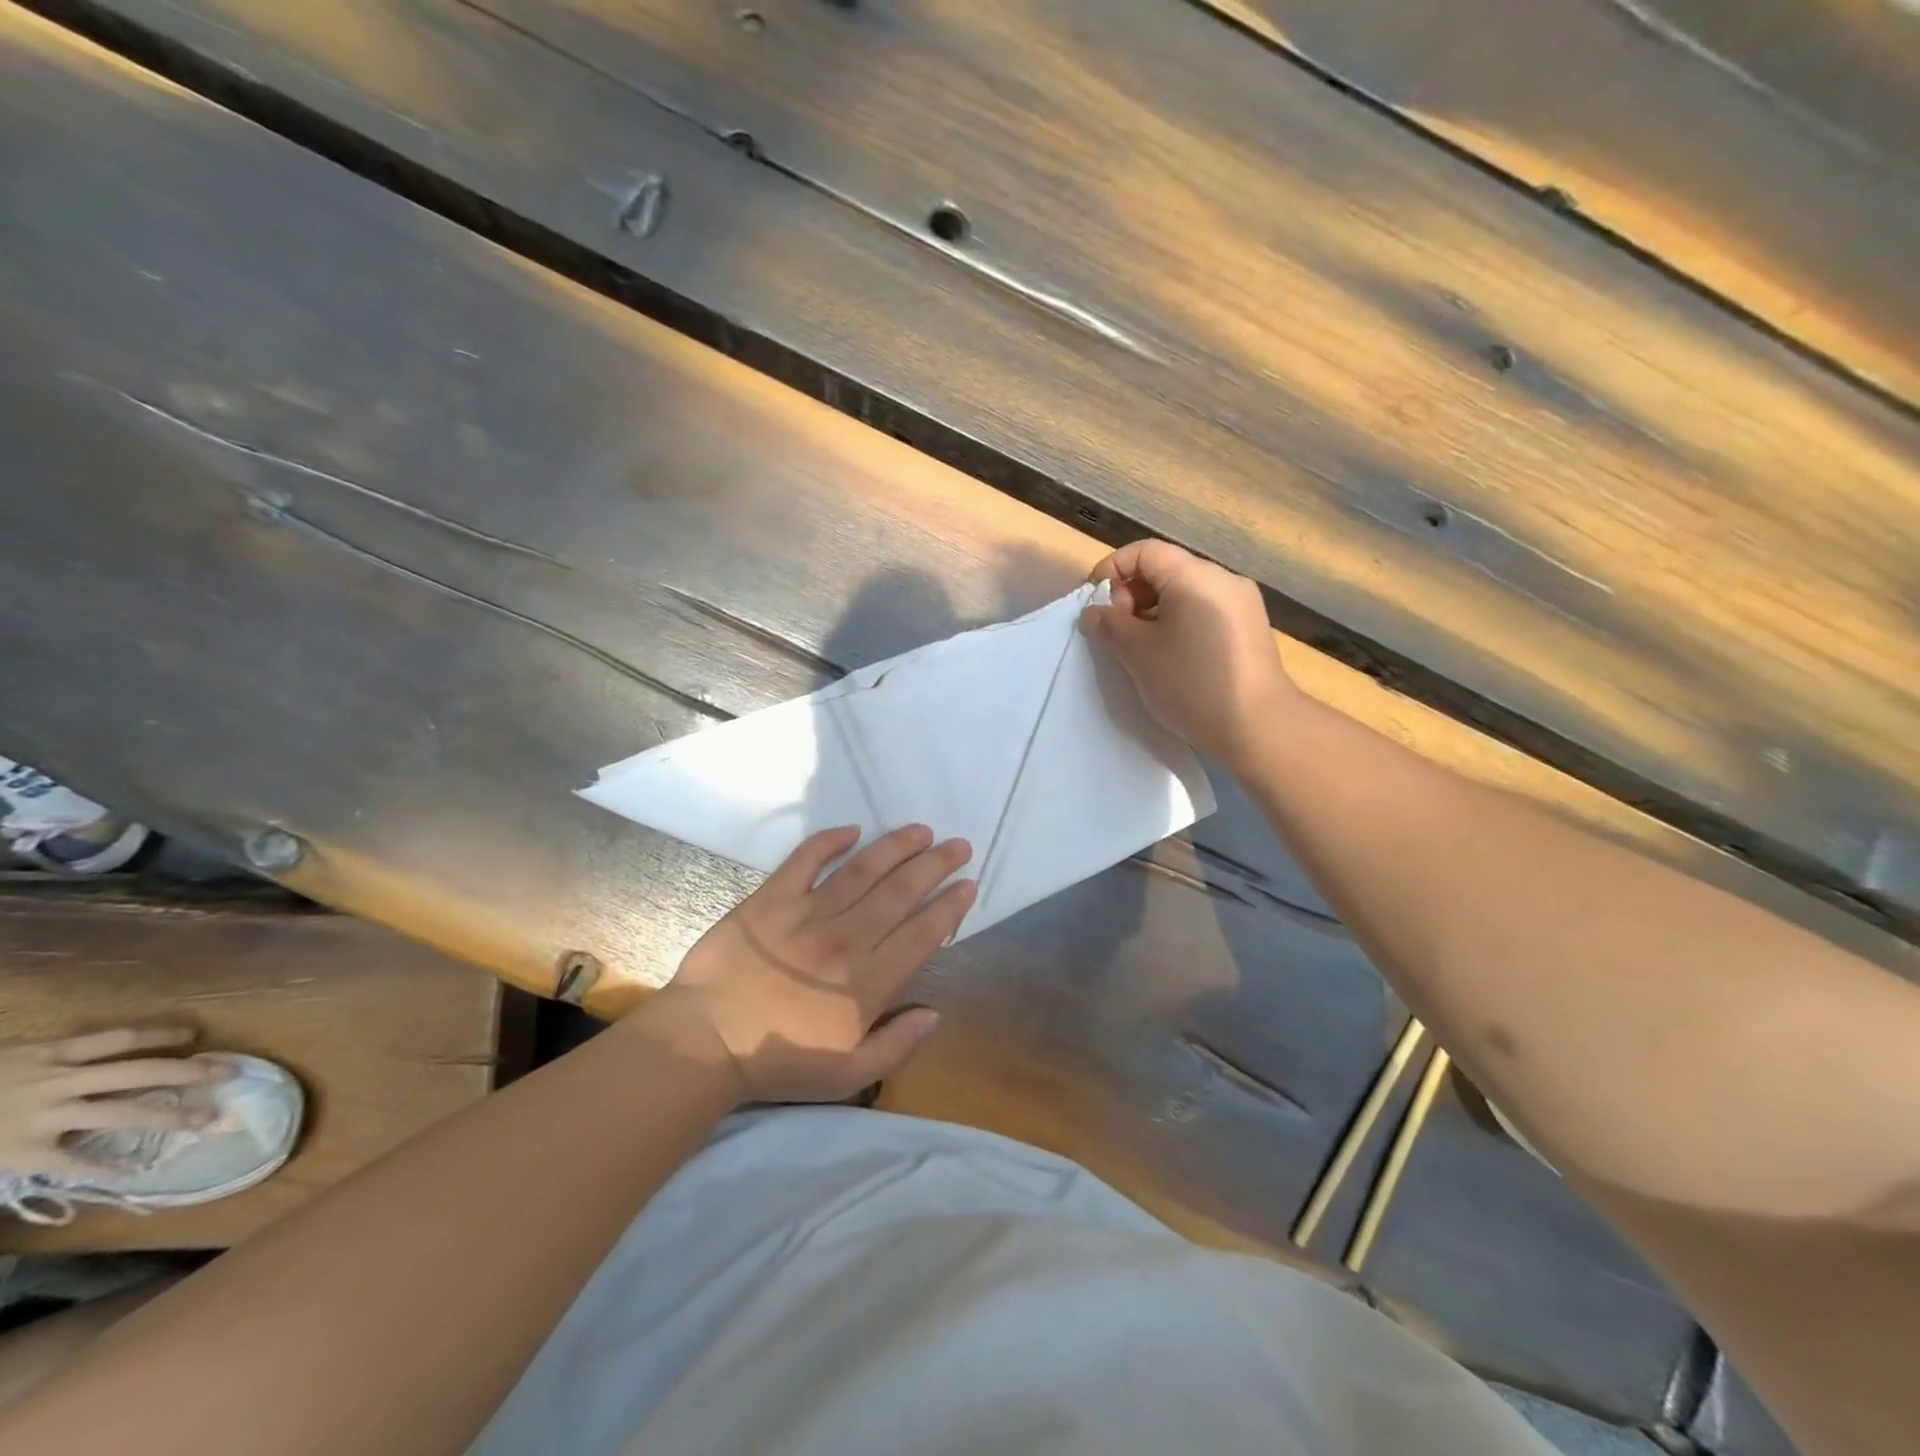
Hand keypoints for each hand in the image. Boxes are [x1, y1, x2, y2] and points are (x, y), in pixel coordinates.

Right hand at [0, 1028, 231, 1178]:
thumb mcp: (9, 1058)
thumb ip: (57, 1057)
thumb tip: (108, 1053)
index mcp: (53, 1053)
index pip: (122, 1038)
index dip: (163, 1035)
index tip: (197, 1037)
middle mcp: (57, 1080)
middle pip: (139, 1071)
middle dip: (189, 1072)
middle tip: (231, 1073)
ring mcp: (41, 1118)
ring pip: (121, 1113)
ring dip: (168, 1116)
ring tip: (208, 1119)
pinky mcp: (20, 1154)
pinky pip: (72, 1162)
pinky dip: (105, 1167)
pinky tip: (136, 1171)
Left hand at [657, 824, 973, 1103]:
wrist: (705, 1042)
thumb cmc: (779, 1060)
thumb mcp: (847, 1074)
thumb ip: (896, 1046)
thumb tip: (934, 1012)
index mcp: (867, 982)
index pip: (921, 934)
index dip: (949, 907)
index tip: (968, 885)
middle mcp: (845, 939)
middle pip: (900, 893)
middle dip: (935, 866)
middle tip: (959, 845)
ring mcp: (807, 913)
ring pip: (862, 870)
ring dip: (895, 847)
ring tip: (921, 830)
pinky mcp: (771, 898)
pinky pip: (805, 860)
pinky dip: (828, 841)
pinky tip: (851, 830)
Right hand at [1082, 539, 1299, 766]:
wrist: (1258, 727)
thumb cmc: (1191, 684)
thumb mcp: (1138, 653)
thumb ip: (1110, 625)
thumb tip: (1094, 612)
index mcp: (1195, 576)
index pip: (1144, 552)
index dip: (1111, 570)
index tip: (1093, 604)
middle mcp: (1223, 579)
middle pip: (1165, 569)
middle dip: (1131, 594)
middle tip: (1116, 632)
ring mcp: (1241, 603)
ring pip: (1184, 592)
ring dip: (1152, 612)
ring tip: (1139, 648)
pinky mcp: (1249, 628)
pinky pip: (1203, 611)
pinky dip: (1178, 623)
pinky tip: (1170, 656)